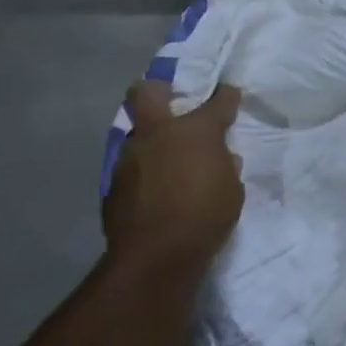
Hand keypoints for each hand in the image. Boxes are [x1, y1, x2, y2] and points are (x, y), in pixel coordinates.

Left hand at [104, 82, 244, 279]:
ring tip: (167, 157)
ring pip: (138, 132)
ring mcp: (131, 156)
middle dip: (159, 89)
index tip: (230, 95)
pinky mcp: (113, 183)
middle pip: (147, 92)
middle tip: (172, 98)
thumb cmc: (206, 216)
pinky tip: (155, 186)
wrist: (155, 257)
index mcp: (196, 130)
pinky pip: (132, 165)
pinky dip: (144, 169)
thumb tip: (220, 158)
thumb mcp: (232, 189)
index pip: (218, 100)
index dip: (226, 96)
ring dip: (152, 139)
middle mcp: (159, 133)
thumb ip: (225, 166)